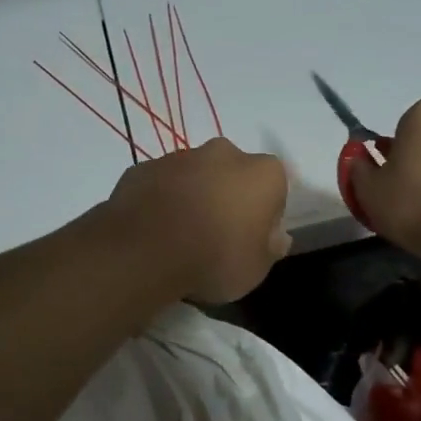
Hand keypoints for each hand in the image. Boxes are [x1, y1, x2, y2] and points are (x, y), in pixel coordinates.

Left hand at [104, 138, 290, 302]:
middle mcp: (224, 153)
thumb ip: (270, 247)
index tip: (251, 239)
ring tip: (180, 235)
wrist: (145, 251)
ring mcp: (180, 156)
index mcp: (262, 173)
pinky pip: (161, 183)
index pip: (274, 188)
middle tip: (216, 234)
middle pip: (233, 173)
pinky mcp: (144, 167)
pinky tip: (154, 228)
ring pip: (194, 175)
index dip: (264, 214)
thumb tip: (275, 236)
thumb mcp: (256, 268)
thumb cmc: (215, 259)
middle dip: (227, 195)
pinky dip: (161, 199)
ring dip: (192, 195)